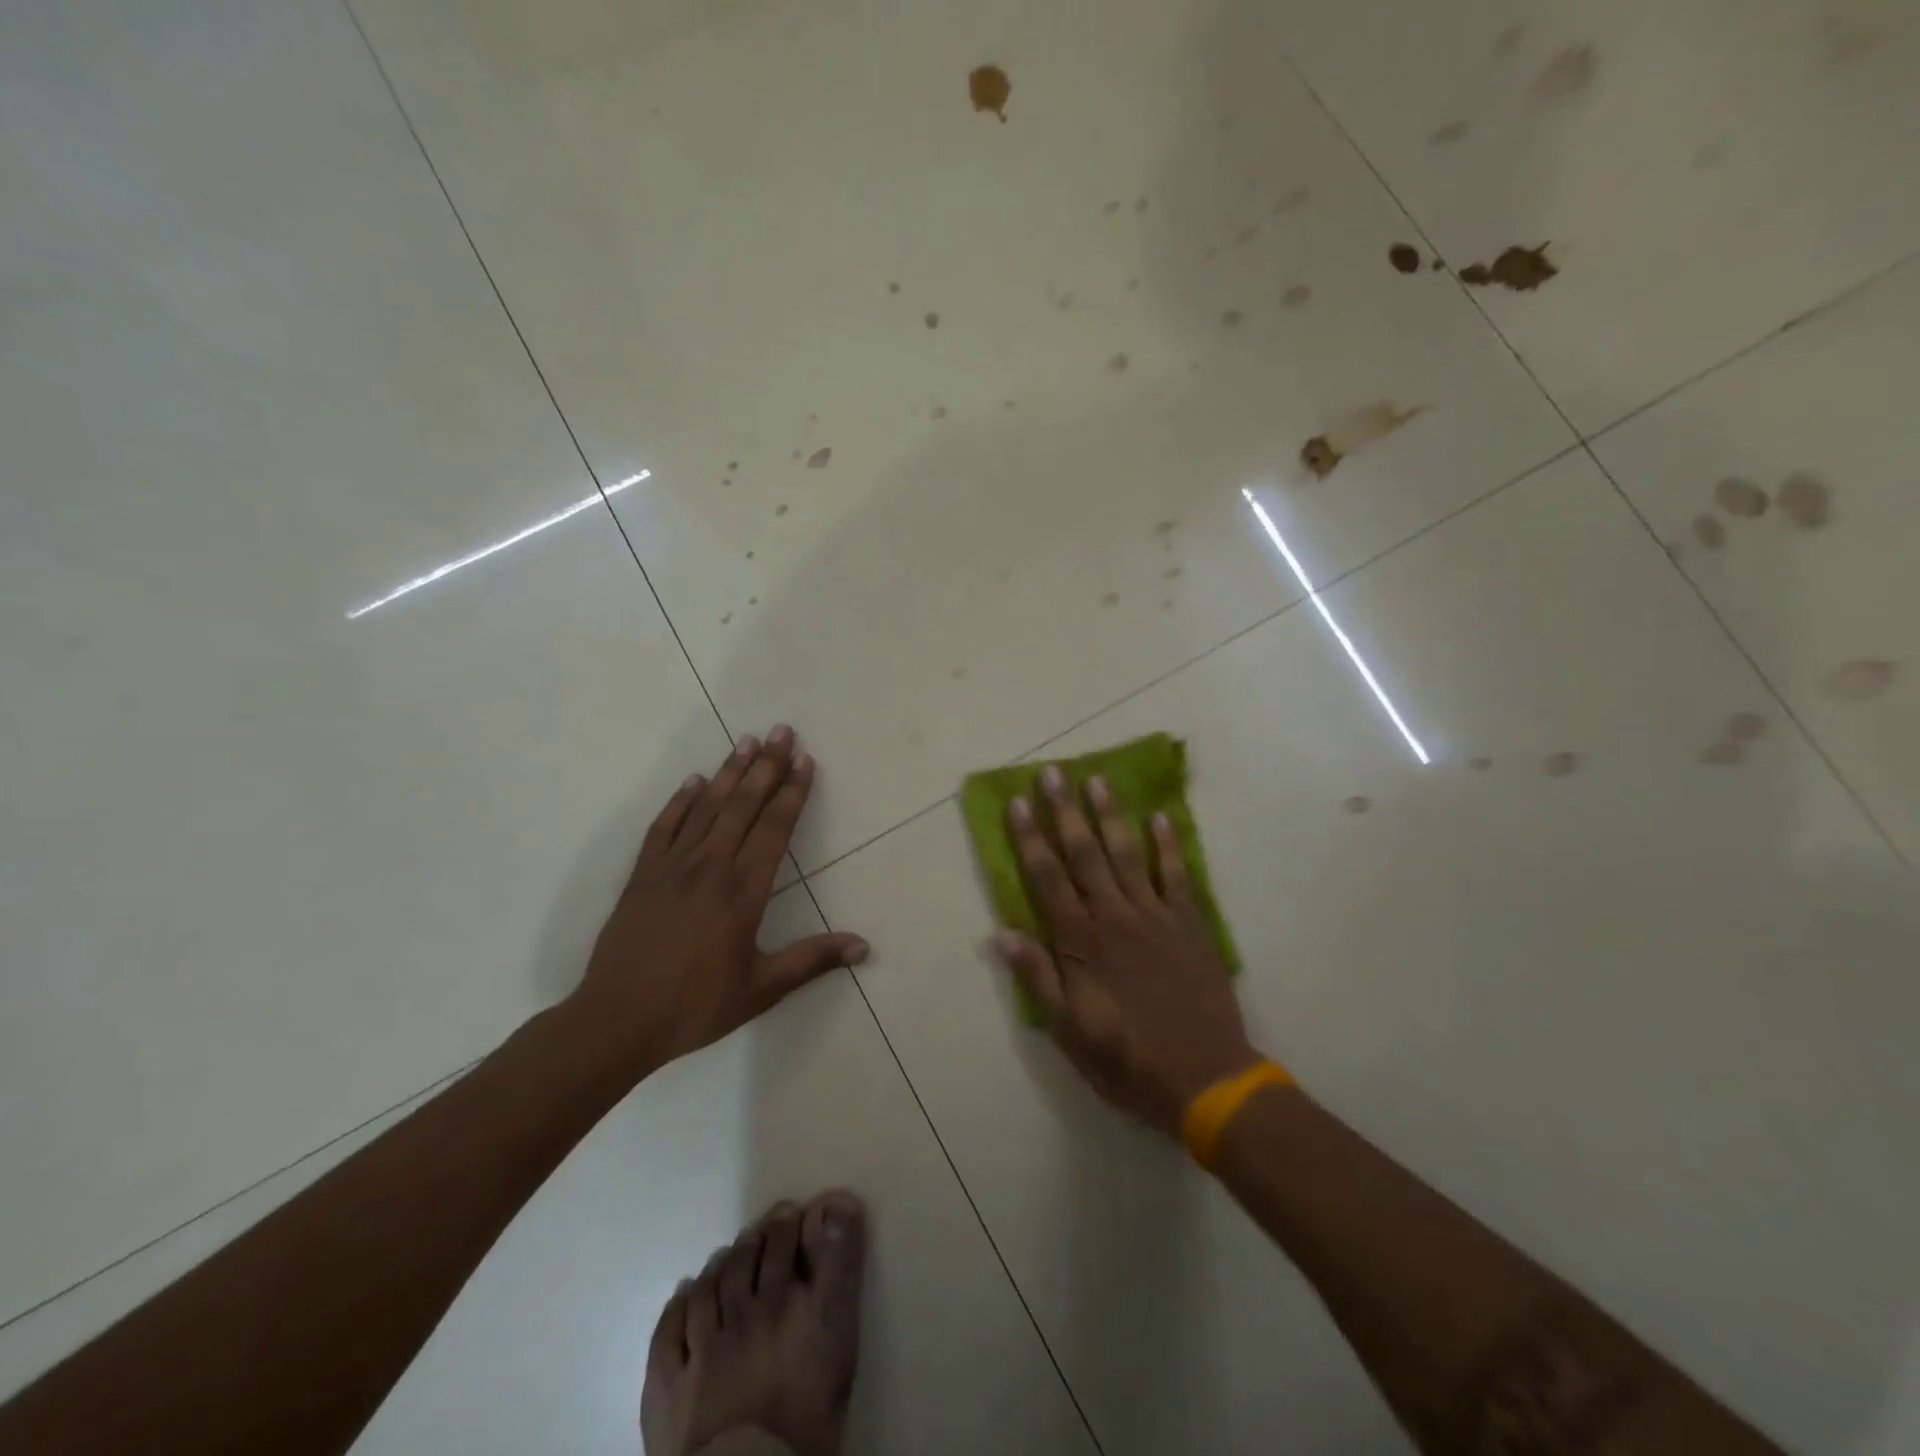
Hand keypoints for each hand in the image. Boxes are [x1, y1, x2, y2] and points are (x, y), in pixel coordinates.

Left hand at [571, 725, 867, 1072]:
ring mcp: (671, 867)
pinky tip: (694, 782)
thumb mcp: (761, 989)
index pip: (775, 828)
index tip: (804, 761)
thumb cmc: (694, 1007)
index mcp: (743, 892)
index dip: (792, 792)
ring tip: (746, 741)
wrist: (615, 1021)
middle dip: (766, 766)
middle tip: (781, 730)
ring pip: (707, 807)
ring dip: (729, 773)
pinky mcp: (642, 875)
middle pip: (743, 805)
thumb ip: (812, 961)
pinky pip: (665, 827)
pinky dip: (681, 801)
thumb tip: (863, 946)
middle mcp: (710, 867)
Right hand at [990, 764, 1259, 1134]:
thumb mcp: (1069, 1032)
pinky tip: (1160, 816)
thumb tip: (1002, 934)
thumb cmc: (1128, 1059)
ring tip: (1097, 779)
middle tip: (1053, 771)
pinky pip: (1176, 875)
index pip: (1047, 878)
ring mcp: (1156, 916)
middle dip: (1064, 811)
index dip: (1029, 838)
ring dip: (1110, 815)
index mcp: (1081, 943)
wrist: (1207, 1079)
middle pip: (1084, 854)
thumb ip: (1038, 979)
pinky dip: (1168, 844)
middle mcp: (1114, 917)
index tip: (1017, 802)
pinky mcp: (1189, 924)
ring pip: (1127, 854)